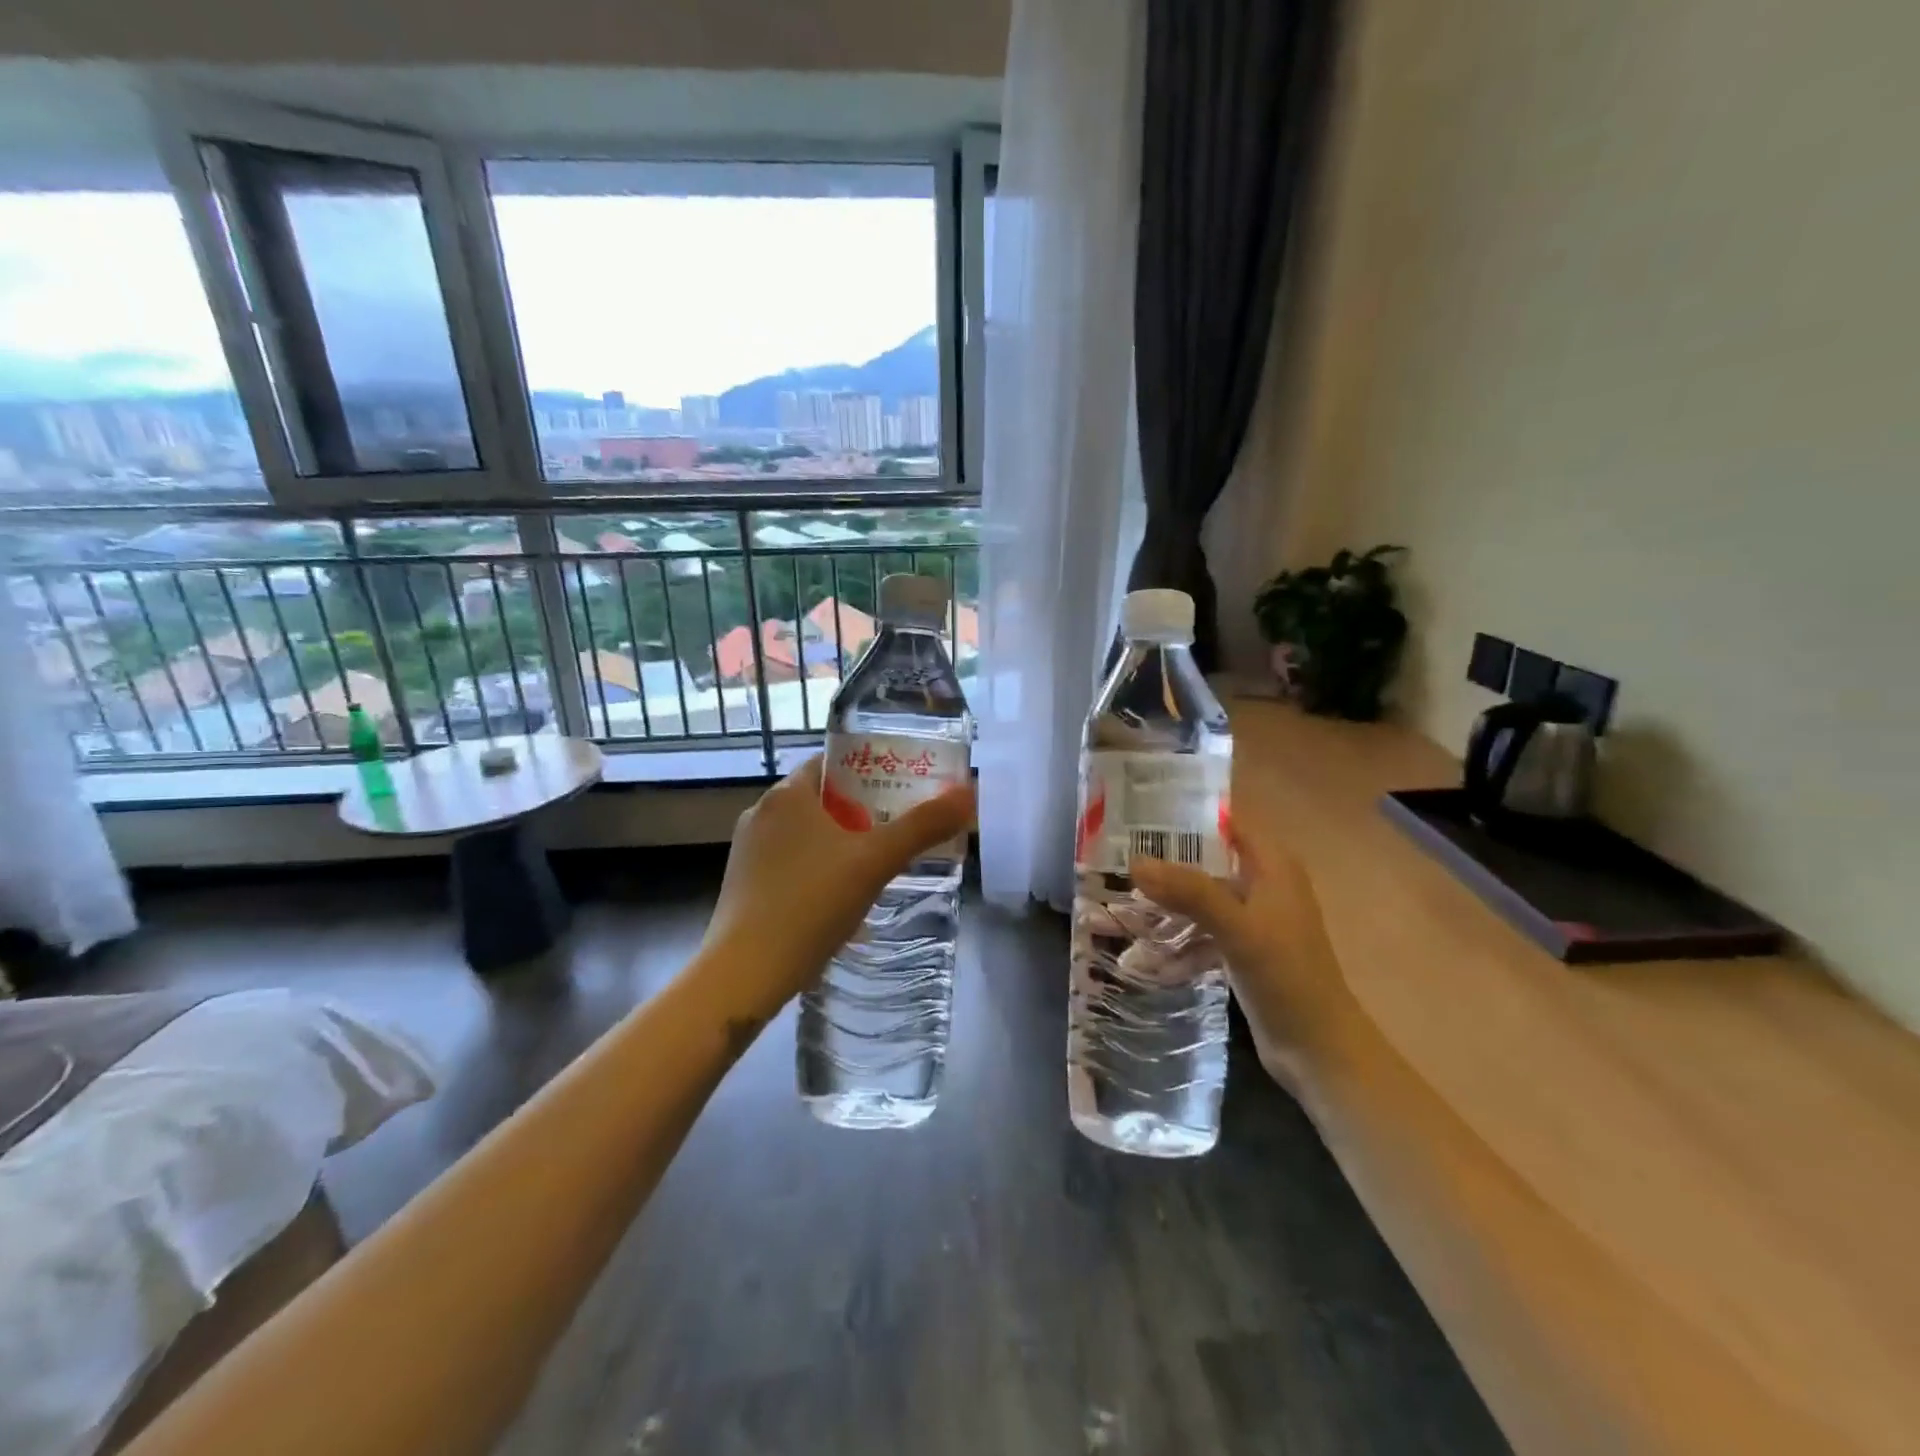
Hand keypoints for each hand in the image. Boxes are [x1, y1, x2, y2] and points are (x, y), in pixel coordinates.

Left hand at [700, 756, 975, 1018]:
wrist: (745, 974)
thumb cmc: (810, 903)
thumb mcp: (875, 861)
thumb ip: (923, 826)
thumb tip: (969, 793)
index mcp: (786, 794)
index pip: (833, 763)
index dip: (870, 770)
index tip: (903, 787)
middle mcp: (760, 813)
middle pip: (822, 799)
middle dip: (862, 810)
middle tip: (901, 827)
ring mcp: (748, 852)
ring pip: (806, 834)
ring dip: (841, 842)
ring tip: (879, 862)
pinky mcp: (745, 886)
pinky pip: (791, 863)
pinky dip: (819, 869)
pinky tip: (841, 897)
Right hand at [1129, 810, 1353, 1078]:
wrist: (1319, 1049)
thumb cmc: (1286, 977)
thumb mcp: (1237, 929)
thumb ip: (1189, 892)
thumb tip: (1136, 862)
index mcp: (1271, 866)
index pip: (1224, 822)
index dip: (1183, 816)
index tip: (1135, 816)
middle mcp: (1262, 884)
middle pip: (1205, 861)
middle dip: (1163, 865)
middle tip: (1115, 863)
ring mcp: (1252, 919)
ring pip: (1198, 899)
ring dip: (1164, 906)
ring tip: (1117, 909)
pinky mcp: (1242, 951)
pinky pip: (1200, 933)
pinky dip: (1176, 941)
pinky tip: (1142, 958)